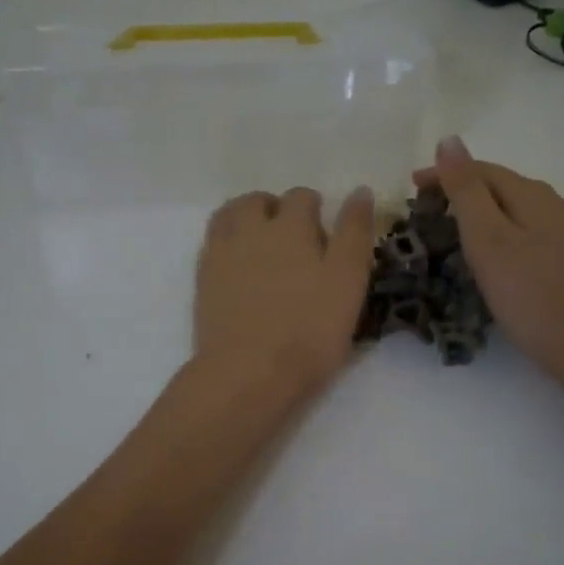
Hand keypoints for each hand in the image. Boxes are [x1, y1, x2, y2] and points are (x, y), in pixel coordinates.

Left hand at [194, 186, 376, 400]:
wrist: (248, 373)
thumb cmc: (309, 330)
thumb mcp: (348, 282)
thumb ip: (355, 234)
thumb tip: (360, 191)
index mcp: (290, 226)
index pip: (301, 198)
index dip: (315, 210)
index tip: (325, 237)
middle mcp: (250, 229)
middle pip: (257, 201)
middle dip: (275, 209)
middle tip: (293, 241)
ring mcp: (220, 253)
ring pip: (228, 216)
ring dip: (245, 219)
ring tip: (262, 247)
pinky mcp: (202, 279)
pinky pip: (212, 244)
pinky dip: (226, 243)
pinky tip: (239, 266)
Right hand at [418, 137, 563, 385]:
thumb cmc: (529, 293)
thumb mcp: (488, 238)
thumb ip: (467, 190)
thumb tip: (449, 140)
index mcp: (532, 194)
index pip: (481, 169)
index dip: (443, 174)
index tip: (410, 188)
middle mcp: (553, 204)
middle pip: (499, 186)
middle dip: (460, 192)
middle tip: (425, 213)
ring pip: (513, 210)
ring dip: (479, 213)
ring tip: (450, 232)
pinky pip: (524, 232)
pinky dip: (498, 234)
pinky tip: (490, 256)